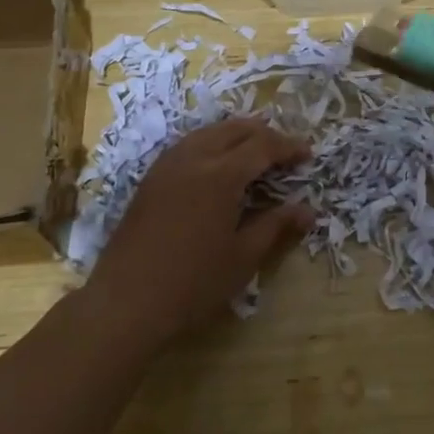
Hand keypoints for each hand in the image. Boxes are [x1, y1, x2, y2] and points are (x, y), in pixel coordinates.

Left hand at [86, 118, 312, 346]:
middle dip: (265, 134)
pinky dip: (212, 143)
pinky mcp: (151, 178)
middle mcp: (194, 158)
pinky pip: (188, 144)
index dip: (288, 147)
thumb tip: (308, 211)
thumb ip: (276, 226)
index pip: (263, 146)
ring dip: (237, 134)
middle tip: (285, 151)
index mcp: (221, 175)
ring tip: (256, 151)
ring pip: (209, 132)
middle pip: (236, 129)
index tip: (308, 155)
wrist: (125, 303)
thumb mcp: (243, 257)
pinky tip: (218, 163)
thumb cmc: (192, 284)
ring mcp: (168, 166)